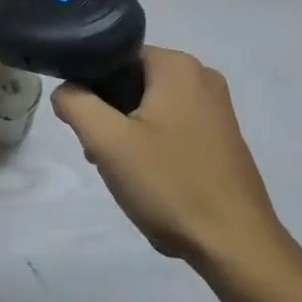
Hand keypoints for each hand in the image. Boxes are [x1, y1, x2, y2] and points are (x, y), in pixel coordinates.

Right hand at [52, 47, 288, 273]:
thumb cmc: (170, 184)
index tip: (87, 127)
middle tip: (101, 154)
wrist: (235, 244)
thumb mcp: (108, 142)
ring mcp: (218, 107)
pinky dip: (156, 146)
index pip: (117, 57)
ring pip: (153, 107)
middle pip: (134, 83)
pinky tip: (151, 181)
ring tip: (125, 173)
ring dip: (130, 135)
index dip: (92, 88)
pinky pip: (176, 127)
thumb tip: (66, 90)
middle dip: (111, 116)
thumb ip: (77, 104)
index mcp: (178, 65)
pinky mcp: (224, 136)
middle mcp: (202, 76)